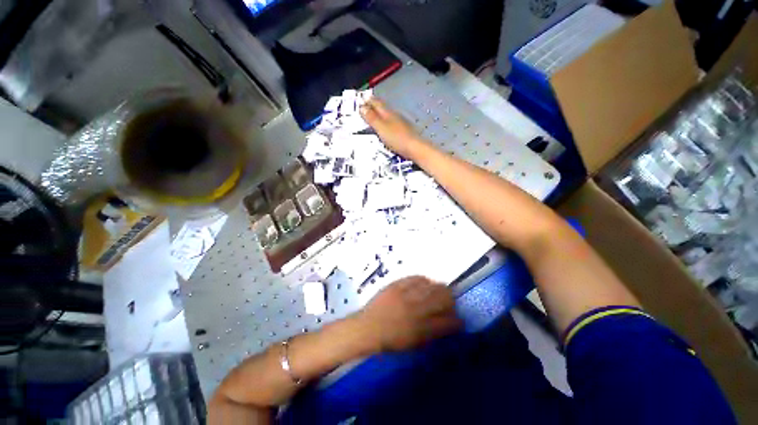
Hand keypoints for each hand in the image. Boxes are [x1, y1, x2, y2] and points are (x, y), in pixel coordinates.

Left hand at [356, 276, 461, 351]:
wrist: (367, 328)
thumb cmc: (391, 341)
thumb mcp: (415, 344)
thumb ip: (433, 333)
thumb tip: (449, 324)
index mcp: (421, 329)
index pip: (448, 322)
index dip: (457, 320)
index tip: (458, 319)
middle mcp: (416, 309)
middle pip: (442, 298)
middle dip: (450, 299)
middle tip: (449, 301)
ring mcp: (405, 294)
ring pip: (431, 285)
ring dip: (438, 288)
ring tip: (437, 290)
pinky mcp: (396, 285)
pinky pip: (415, 278)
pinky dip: (423, 280)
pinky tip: (423, 283)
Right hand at [360, 98, 425, 157]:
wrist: (415, 148)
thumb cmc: (396, 138)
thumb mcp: (381, 128)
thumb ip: (372, 118)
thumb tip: (362, 107)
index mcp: (388, 113)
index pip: (376, 103)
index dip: (368, 101)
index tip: (361, 100)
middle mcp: (395, 115)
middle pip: (383, 108)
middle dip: (374, 107)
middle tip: (366, 107)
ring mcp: (401, 123)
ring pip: (388, 115)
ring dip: (380, 115)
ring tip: (374, 117)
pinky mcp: (405, 131)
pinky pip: (392, 124)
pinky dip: (387, 123)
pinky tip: (386, 128)